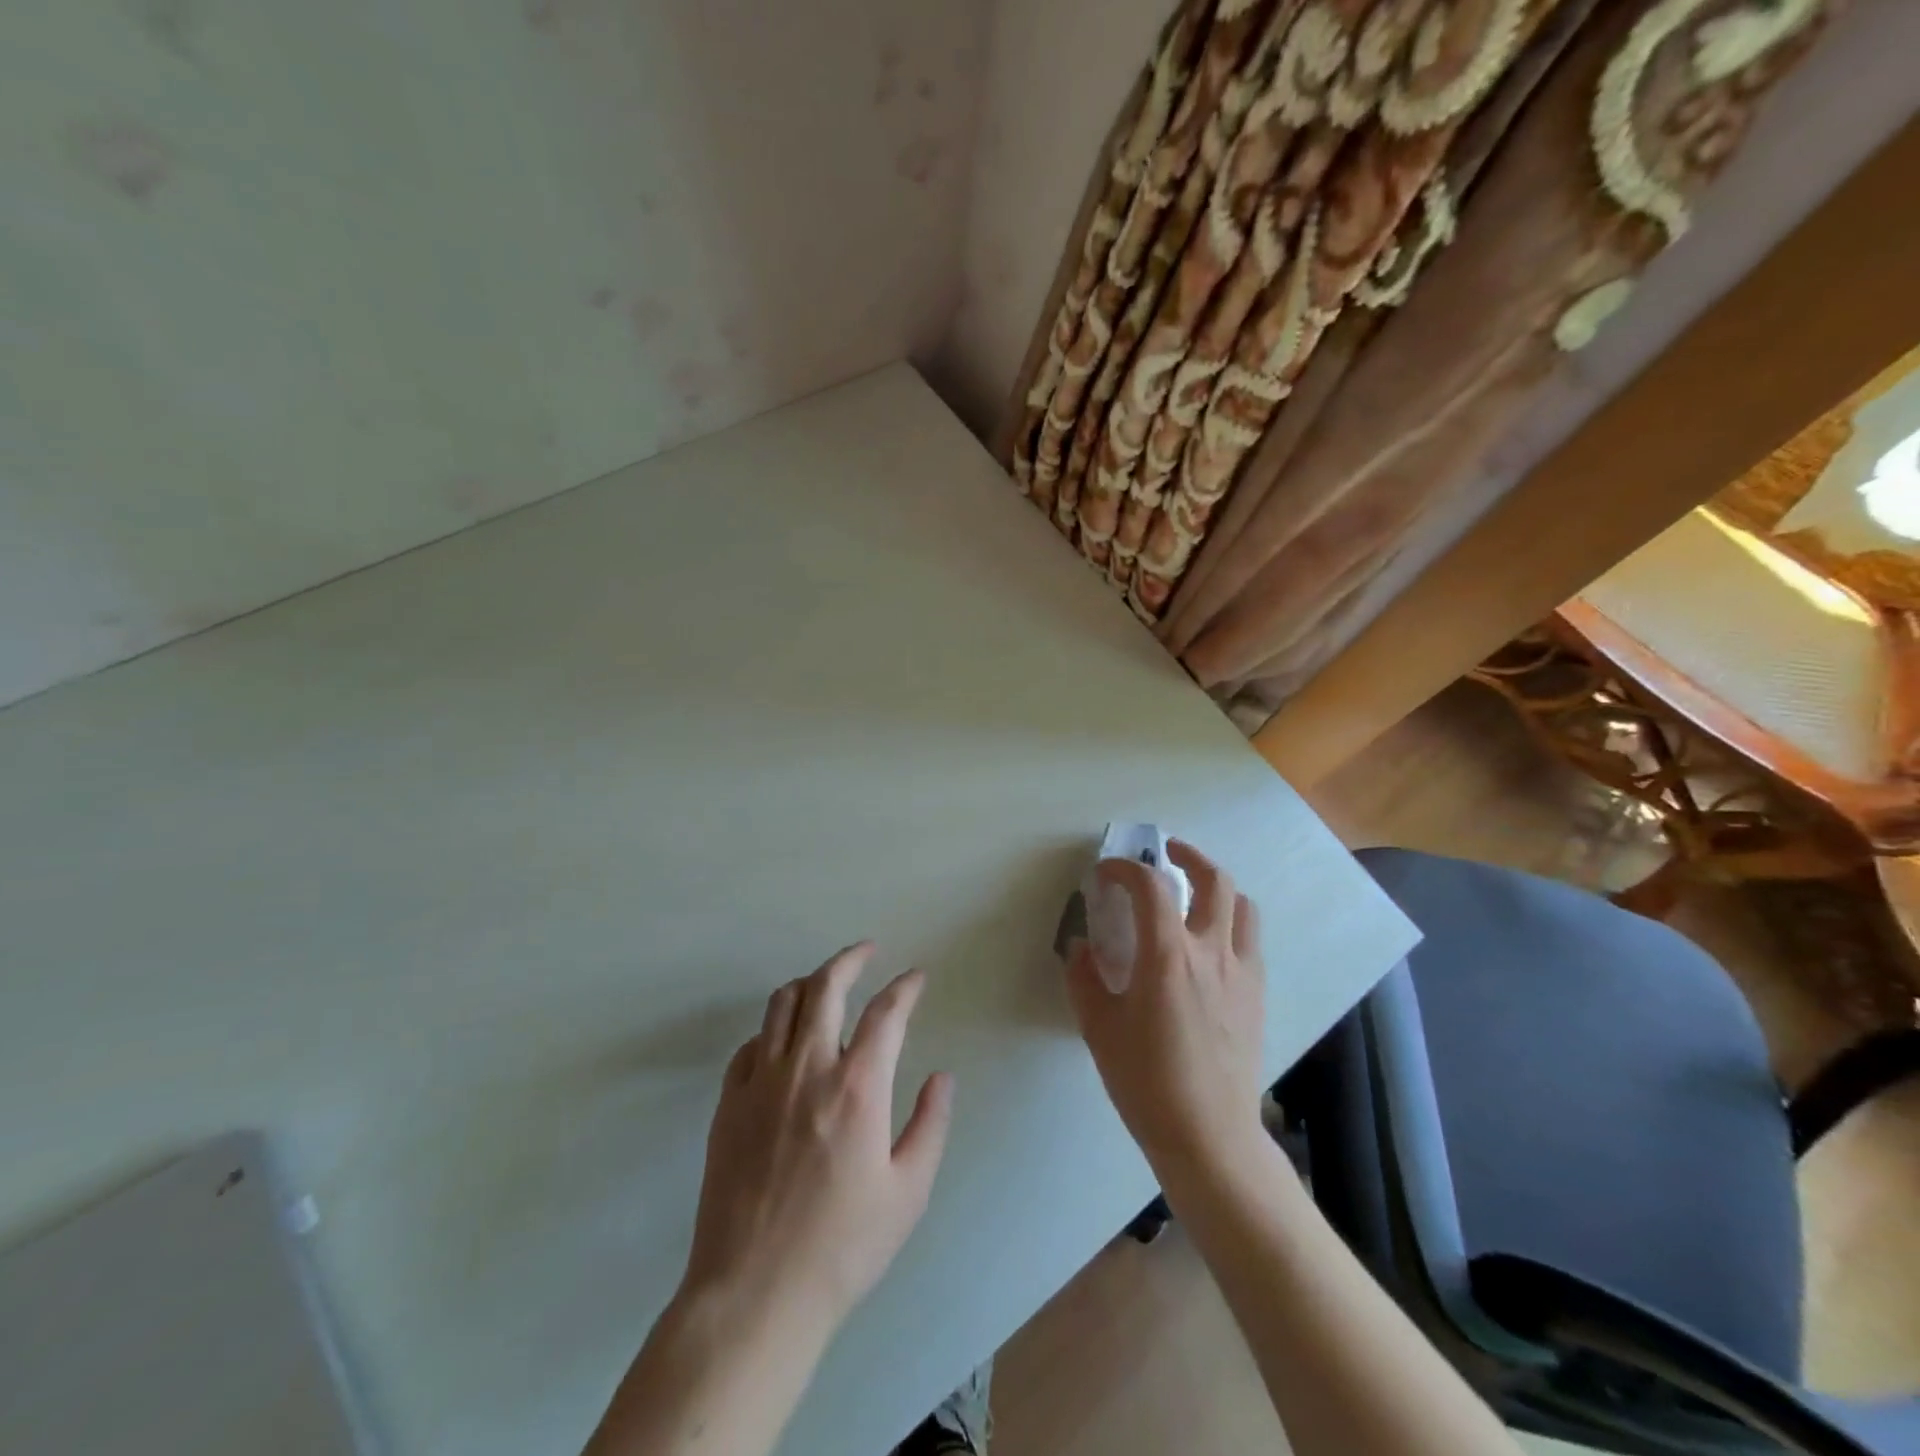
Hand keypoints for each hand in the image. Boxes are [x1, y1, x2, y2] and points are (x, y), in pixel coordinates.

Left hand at [680, 943, 953, 1345]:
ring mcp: (761, 1082)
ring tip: (826, 985)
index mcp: (857, 1087)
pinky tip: (784, 1043)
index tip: (916, 977)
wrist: (754, 1295)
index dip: (905, 987)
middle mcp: (807, 1068)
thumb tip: (941, 1077)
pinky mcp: (728, 1103)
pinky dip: (773, 1029)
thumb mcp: (907, 1192)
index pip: (886, 1012)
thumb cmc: (842, 1247)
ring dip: (809, 984)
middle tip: (867, 951)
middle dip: (850, 959)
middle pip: (825, 986)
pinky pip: (751, 1044)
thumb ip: (930, 1125)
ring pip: (782, 1004)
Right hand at [1066, 840, 1265, 1187]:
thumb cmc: (1146, 1082)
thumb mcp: (1099, 1029)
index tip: (1106, 874)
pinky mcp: (1258, 995)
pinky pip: (1250, 940)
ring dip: (1217, 887)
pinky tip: (1210, 944)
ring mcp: (1242, 973)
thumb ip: (1085, 979)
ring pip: (1242, 906)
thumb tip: (1082, 948)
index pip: (1151, 886)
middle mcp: (1211, 953)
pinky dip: (1231, 922)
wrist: (1209, 1136)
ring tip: (1194, 892)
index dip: (1125, 869)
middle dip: (1187, 855)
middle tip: (1165, 852)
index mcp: (1168, 957)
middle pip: (1213, 880)